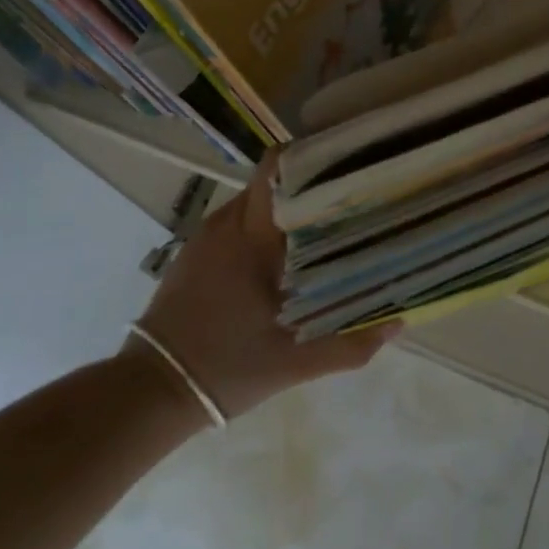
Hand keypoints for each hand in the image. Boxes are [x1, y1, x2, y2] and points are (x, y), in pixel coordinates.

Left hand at [132, 154, 396, 422]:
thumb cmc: (226, 368)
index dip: (312, 156)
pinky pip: (238, 221)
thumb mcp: (294, 363)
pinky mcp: (195, 251)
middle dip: (310, 182)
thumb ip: (349, 343)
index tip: (346, 162)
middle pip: (274, 180)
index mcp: (252, 236)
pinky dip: (264, 225)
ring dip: (287, 206)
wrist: (149, 392)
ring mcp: (206, 235)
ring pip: (256, 201)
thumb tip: (398, 320)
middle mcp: (227, 222)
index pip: (278, 167)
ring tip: (324, 222)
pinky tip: (283, 252)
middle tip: (348, 196)